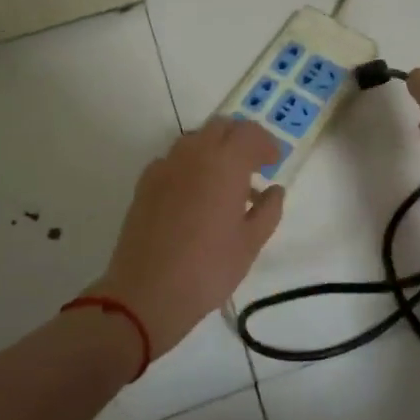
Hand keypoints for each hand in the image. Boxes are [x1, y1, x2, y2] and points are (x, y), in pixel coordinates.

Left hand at [87, 118, 285, 357]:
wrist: (147, 292)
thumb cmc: (208, 269)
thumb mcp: (251, 244)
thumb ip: (268, 210)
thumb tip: (274, 190)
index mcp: (225, 164)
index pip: (250, 133)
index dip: (266, 144)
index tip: (273, 163)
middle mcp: (194, 154)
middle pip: (221, 127)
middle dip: (240, 139)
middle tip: (252, 167)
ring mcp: (165, 165)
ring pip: (195, 139)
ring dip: (214, 149)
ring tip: (223, 182)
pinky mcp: (145, 182)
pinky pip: (173, 159)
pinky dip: (190, 164)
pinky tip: (193, 194)